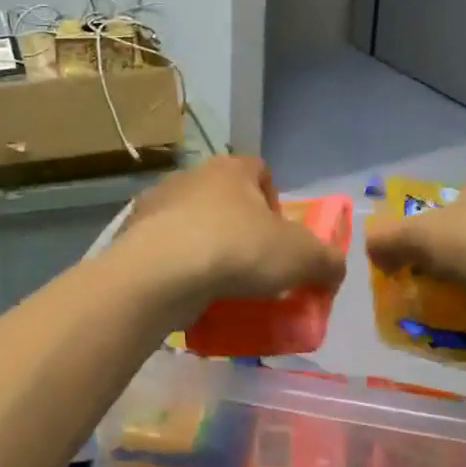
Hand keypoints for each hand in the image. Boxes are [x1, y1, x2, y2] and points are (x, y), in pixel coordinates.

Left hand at [118, 156, 346, 316]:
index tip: (280, 237)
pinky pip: (165, 253)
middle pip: (224, 200)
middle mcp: (190, 177)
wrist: (161, 274)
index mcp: (231, 169)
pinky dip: (178, 271)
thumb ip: (327, 262)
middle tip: (253, 267)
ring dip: (206, 250)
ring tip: (220, 287)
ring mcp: (156, 207)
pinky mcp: (132, 238)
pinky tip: (189, 297)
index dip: (275, 202)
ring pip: (191, 226)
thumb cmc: (238, 250)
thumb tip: (333, 271)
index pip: (260, 171)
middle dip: (239, 230)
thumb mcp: (302, 257)